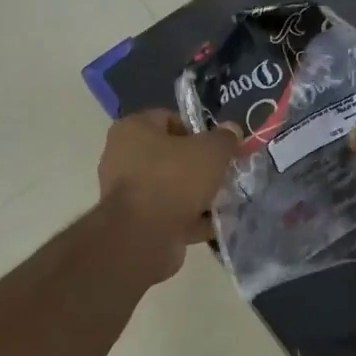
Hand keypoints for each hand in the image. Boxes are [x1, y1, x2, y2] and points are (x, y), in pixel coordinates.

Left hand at [97, 110, 238, 279]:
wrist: (143, 237)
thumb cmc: (173, 180)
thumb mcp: (210, 152)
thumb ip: (224, 139)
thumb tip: (232, 130)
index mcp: (133, 129)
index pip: (169, 118)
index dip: (199, 130)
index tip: (219, 147)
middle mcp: (123, 156)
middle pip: (171, 155)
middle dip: (200, 166)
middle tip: (224, 174)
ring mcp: (126, 192)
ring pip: (171, 187)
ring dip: (196, 195)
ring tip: (223, 201)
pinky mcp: (134, 222)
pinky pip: (168, 214)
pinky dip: (189, 219)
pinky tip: (213, 224)